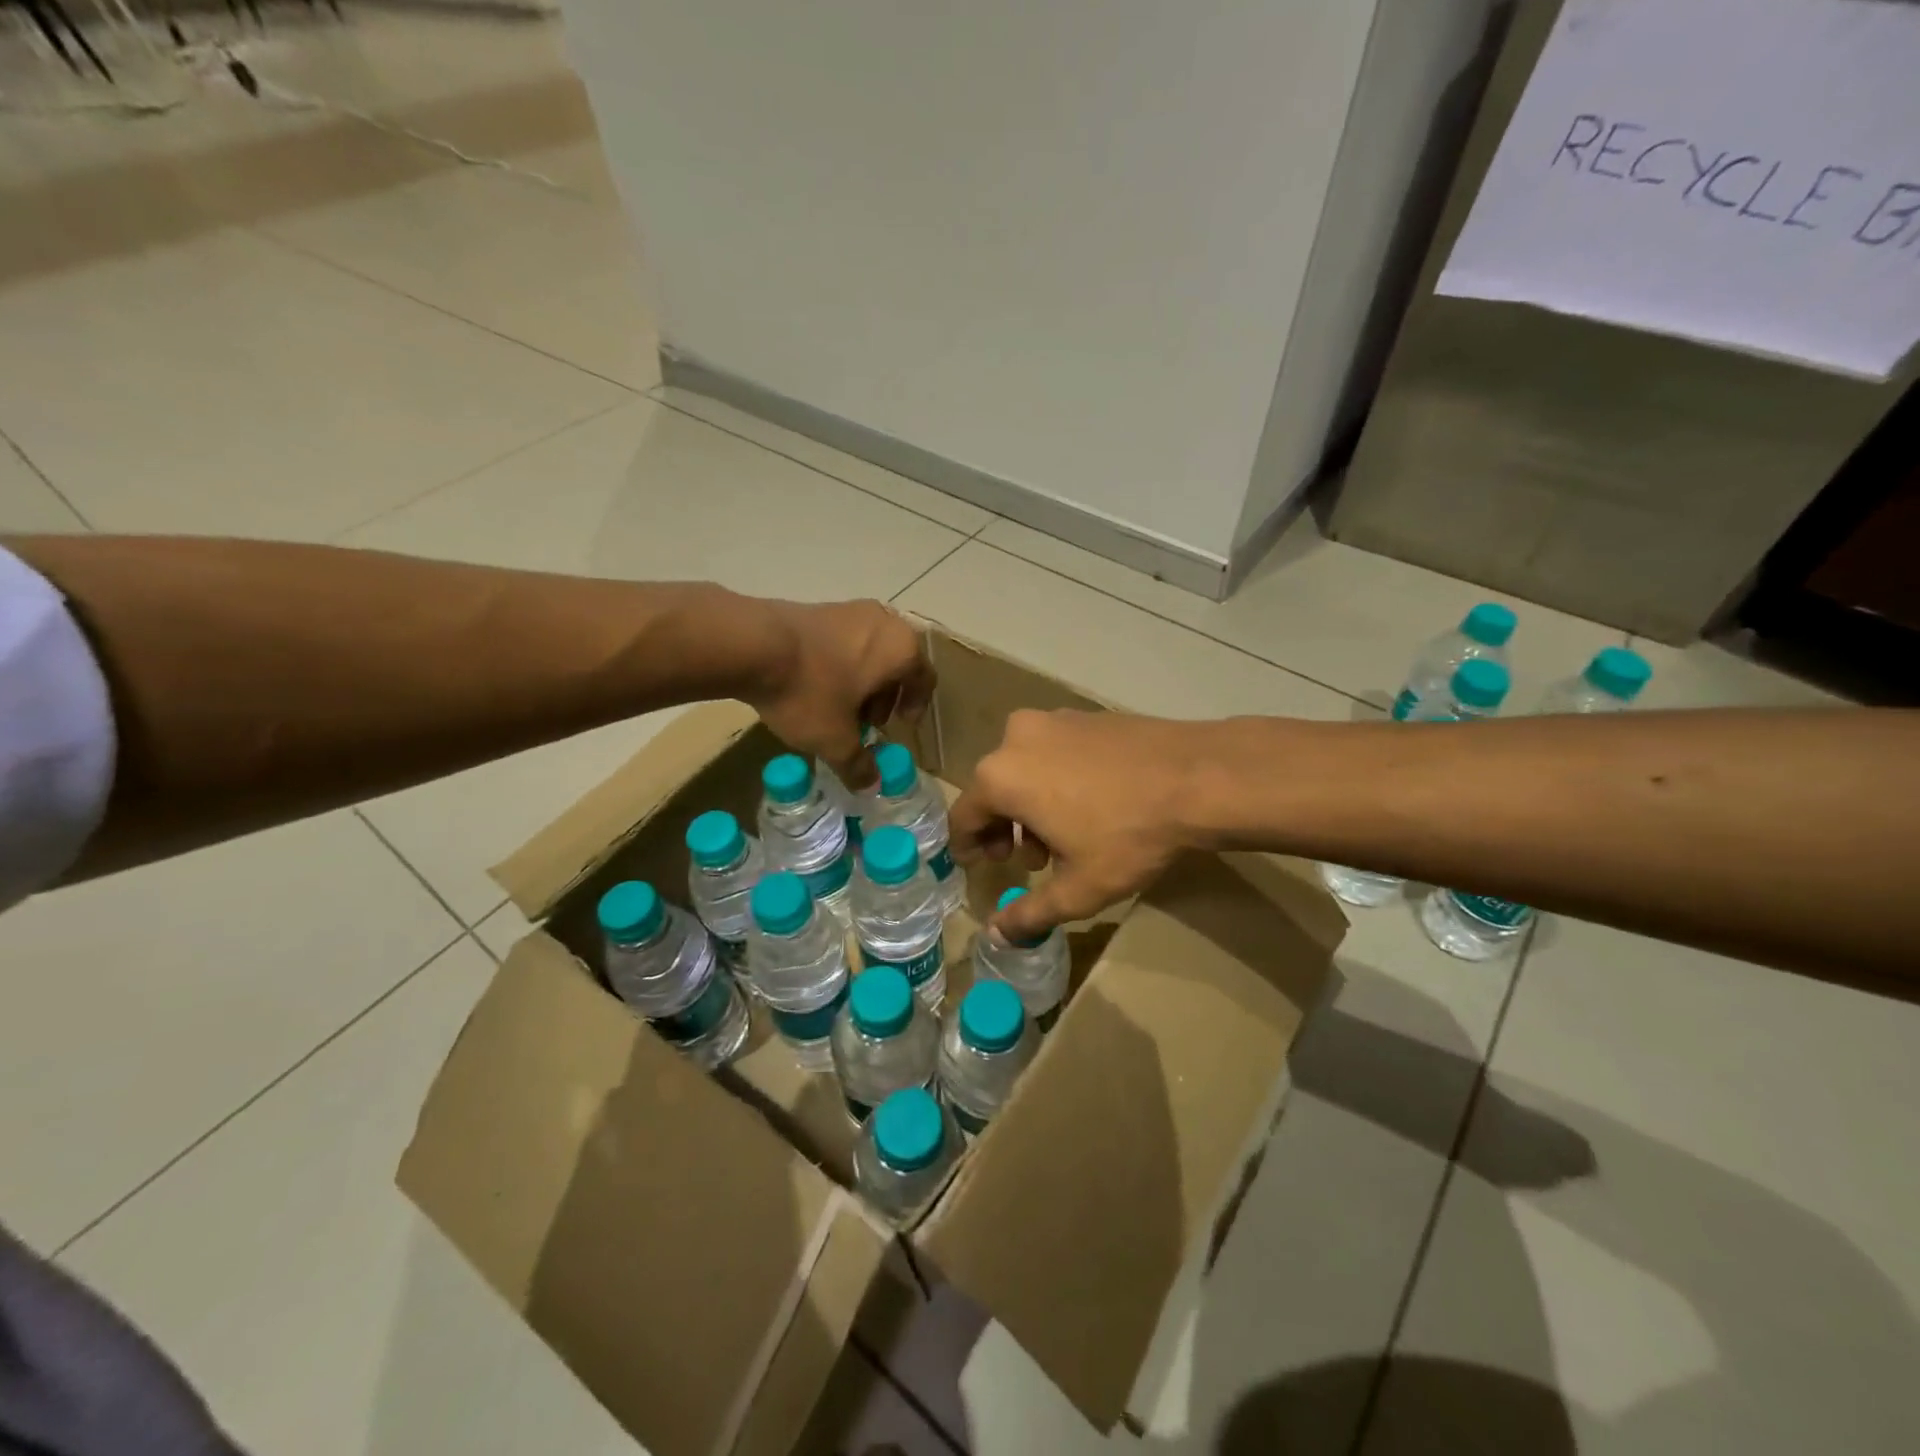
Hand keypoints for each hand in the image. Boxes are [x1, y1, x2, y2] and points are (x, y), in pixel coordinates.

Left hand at [747, 600, 934, 789]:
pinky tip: (814, 687)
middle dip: (885, 696)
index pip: (925, 679)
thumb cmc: (809, 691)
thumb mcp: (835, 740)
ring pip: (869, 651)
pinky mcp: (818, 608)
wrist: (749, 644)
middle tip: (867, 722)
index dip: (915, 706)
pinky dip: (840, 664)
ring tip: (838, 708)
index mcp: (902, 649)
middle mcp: (883, 622)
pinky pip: (843, 641)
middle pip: (897, 663)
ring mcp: (849, 610)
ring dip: (862, 681)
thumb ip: (858, 764)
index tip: (899, 726)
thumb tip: (871, 785)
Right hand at [950, 709, 1203, 939]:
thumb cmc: (1127, 836)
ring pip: (1024, 769)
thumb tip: (995, 936)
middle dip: (1005, 829)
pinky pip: (1053, 752)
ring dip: (1031, 805)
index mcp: (1000, 776)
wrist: (1198, 778)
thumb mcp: (1077, 888)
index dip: (968, 847)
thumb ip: (1028, 914)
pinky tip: (1090, 805)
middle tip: (1031, 862)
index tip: (981, 867)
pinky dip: (1055, 779)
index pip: (963, 817)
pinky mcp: (1085, 714)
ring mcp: (1053, 719)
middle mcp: (1015, 738)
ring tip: (1064, 839)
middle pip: (993, 790)